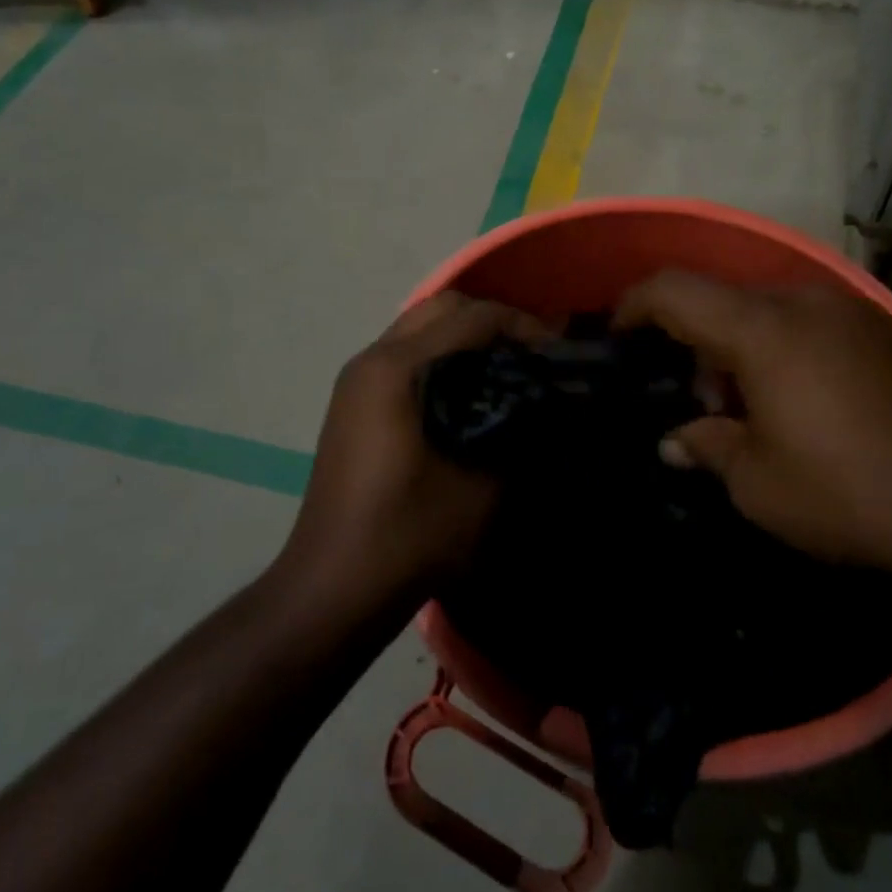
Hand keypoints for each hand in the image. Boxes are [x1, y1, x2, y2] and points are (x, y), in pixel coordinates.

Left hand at [278, 293, 543, 612]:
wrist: (336, 585)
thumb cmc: (410, 535)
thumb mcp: (482, 486)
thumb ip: (517, 429)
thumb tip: (544, 401)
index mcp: (398, 368)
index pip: (472, 316)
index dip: (522, 325)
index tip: (555, 354)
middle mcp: (372, 358)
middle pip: (442, 307)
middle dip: (493, 320)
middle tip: (531, 356)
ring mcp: (356, 379)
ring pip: (420, 326)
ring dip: (465, 336)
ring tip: (505, 370)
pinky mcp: (353, 401)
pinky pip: (405, 353)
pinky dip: (441, 355)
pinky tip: (468, 392)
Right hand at [615, 271, 891, 618]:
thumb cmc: (852, 494)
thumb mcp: (760, 485)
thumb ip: (707, 447)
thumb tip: (676, 440)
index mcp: (765, 330)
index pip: (676, 290)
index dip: (635, 304)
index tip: (617, 334)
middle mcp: (809, 303)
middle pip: (726, 300)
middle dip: (697, 341)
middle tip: (703, 403)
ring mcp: (858, 312)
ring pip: (773, 309)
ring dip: (745, 347)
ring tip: (757, 410)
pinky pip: (818, 323)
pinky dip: (791, 349)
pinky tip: (812, 405)